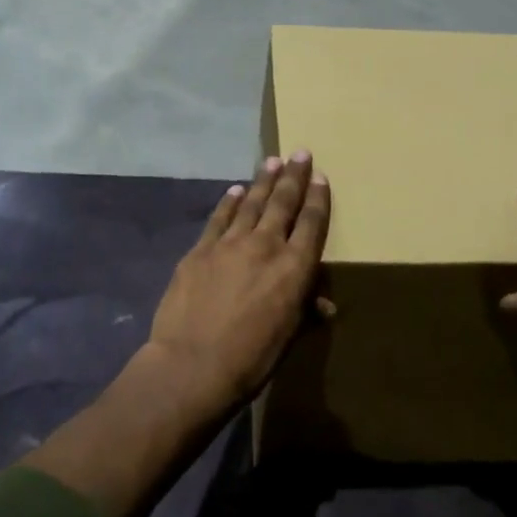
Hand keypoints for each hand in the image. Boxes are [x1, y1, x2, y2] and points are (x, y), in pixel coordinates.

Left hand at [147, 152, 332, 412]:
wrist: (191, 365)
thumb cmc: (251, 358)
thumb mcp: (288, 338)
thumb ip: (306, 312)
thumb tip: (325, 305)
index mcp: (294, 268)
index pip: (311, 223)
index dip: (318, 198)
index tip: (320, 175)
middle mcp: (265, 245)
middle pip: (283, 203)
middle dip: (293, 176)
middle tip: (300, 152)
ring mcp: (230, 243)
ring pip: (251, 202)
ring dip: (263, 181)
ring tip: (272, 161)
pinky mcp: (200, 250)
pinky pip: (219, 218)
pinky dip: (229, 202)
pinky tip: (235, 190)